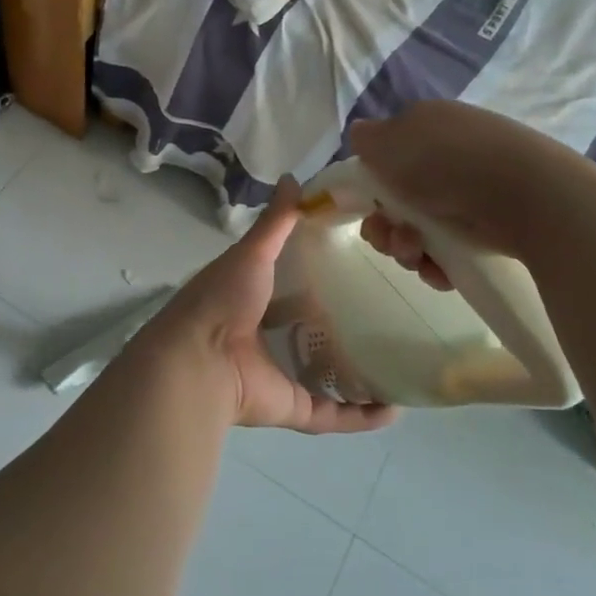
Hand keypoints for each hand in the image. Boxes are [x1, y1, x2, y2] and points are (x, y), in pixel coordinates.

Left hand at [139, 179, 394, 434]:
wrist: (198, 362)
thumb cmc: (222, 301)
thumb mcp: (251, 253)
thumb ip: (275, 221)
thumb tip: (294, 178)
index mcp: (251, 300)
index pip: (287, 284)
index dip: (315, 274)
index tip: (355, 260)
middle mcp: (264, 338)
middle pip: (307, 330)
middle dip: (338, 322)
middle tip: (384, 308)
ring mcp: (279, 375)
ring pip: (323, 375)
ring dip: (355, 371)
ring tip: (397, 358)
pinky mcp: (292, 407)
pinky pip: (333, 414)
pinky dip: (361, 416)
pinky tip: (395, 410)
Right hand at [349, 101, 556, 258]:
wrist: (526, 196)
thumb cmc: (448, 160)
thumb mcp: (391, 139)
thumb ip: (368, 139)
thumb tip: (361, 135)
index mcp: (429, 129)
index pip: (390, 157)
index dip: (371, 184)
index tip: (366, 205)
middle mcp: (450, 159)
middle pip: (400, 201)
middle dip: (385, 225)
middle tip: (389, 237)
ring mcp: (473, 196)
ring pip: (422, 231)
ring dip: (406, 247)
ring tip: (416, 254)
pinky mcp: (493, 231)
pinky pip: (451, 254)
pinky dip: (438, 265)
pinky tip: (439, 271)